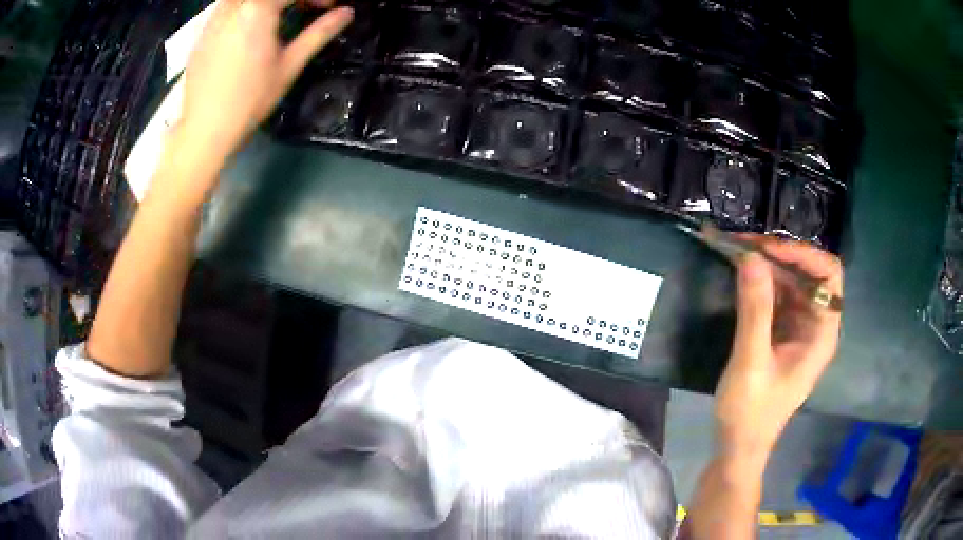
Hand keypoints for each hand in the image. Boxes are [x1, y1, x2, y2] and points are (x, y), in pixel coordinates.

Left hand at [178, 0, 352, 160]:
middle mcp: (233, 6)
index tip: (329, 6)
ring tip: (276, 16)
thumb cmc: (250, 100)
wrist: (204, 130)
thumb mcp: (289, 65)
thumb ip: (319, 33)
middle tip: (304, 8)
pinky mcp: (202, 32)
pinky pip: (227, 6)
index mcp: (258, 9)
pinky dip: (244, 8)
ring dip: (266, 2)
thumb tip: (347, 13)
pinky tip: (249, 27)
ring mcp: (213, 18)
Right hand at [714, 237, 842, 463]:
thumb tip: (752, 256)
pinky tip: (739, 275)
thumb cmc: (750, 413)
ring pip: (790, 282)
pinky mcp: (781, 333)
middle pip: (808, 273)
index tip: (768, 250)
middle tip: (743, 244)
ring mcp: (799, 328)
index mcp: (822, 333)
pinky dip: (759, 282)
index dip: (803, 255)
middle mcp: (815, 325)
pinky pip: (776, 296)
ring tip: (735, 252)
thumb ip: (755, 310)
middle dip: (779, 255)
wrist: (738, 446)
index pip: (828, 275)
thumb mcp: (751, 362)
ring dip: (766, 265)